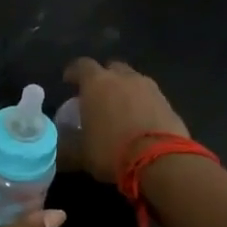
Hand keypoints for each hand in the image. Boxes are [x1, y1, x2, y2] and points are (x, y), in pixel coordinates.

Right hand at [62, 57, 189, 183]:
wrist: (162, 161)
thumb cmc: (112, 151)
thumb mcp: (81, 155)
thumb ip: (66, 148)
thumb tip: (57, 150)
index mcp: (97, 83)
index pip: (81, 66)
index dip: (73, 72)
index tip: (68, 82)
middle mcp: (123, 78)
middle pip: (111, 68)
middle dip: (103, 78)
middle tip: (97, 96)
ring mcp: (149, 88)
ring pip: (133, 81)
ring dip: (125, 91)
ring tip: (120, 111)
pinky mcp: (168, 103)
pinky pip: (150, 97)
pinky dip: (143, 105)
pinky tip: (140, 123)